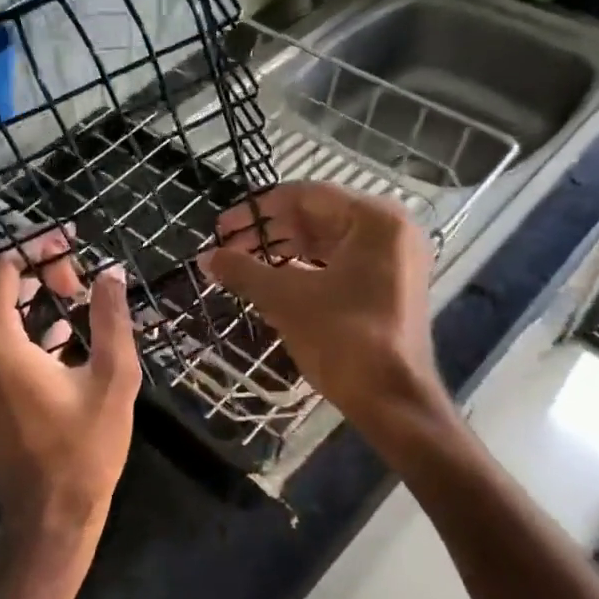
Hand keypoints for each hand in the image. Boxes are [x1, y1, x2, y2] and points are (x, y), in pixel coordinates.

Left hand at [0, 233, 142, 573]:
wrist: (48, 516)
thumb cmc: (85, 449)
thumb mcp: (113, 379)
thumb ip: (111, 318)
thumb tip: (111, 272)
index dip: (33, 248)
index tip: (72, 247)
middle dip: (28, 267)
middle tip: (75, 278)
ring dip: (22, 294)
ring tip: (71, 298)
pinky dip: (13, 322)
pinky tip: (59, 333)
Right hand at [200, 183, 442, 431]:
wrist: (392, 401)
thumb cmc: (342, 338)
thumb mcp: (286, 299)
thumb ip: (244, 271)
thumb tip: (205, 258)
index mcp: (374, 219)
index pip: (305, 197)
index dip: (257, 210)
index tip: (222, 226)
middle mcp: (389, 230)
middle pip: (317, 217)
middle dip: (268, 232)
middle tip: (226, 247)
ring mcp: (393, 259)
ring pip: (327, 242)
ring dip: (283, 251)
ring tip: (242, 264)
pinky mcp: (388, 286)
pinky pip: (339, 264)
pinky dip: (305, 268)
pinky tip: (271, 280)